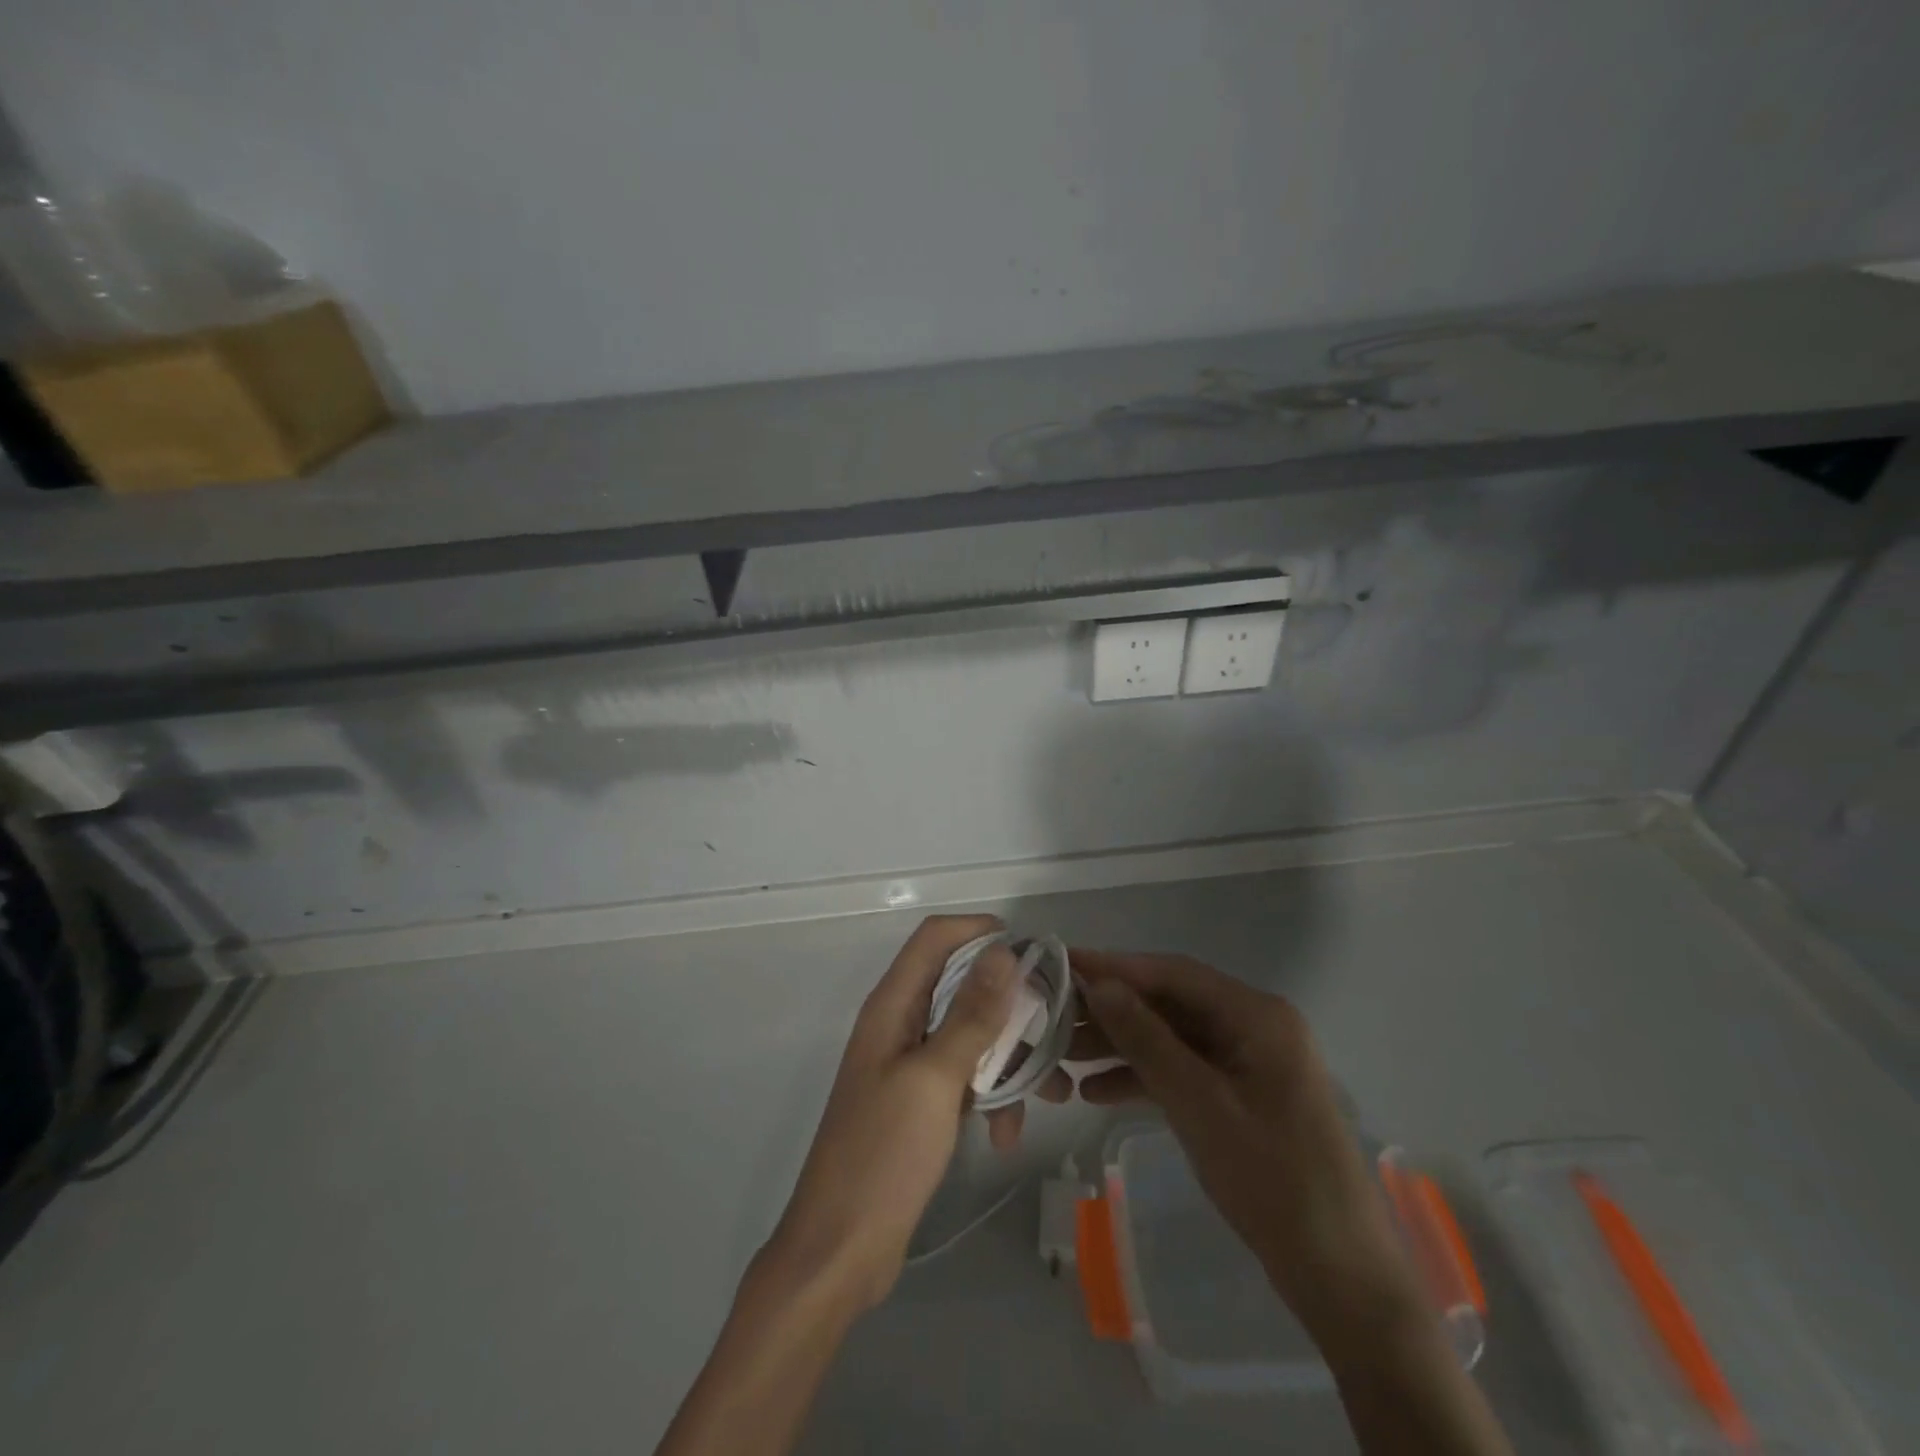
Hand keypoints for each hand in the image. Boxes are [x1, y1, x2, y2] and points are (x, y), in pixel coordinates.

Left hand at [759, 915, 1026, 1312]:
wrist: (839, 1252)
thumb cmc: (883, 1156)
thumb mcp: (935, 1080)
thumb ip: (971, 1015)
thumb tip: (1002, 951)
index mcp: (891, 1006)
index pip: (934, 938)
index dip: (979, 931)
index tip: (1030, 951)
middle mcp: (898, 1024)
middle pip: (959, 984)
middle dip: (1008, 1003)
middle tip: (1054, 1026)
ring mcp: (907, 1065)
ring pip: (968, 1034)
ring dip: (1007, 1057)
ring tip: (1051, 1093)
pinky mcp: (918, 1103)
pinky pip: (963, 1077)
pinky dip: (989, 1095)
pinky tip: (1007, 1134)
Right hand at [1069, 950, 1421, 1341]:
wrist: (1342, 1279)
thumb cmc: (1273, 1181)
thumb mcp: (1198, 1104)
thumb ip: (1146, 1040)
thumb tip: (1099, 986)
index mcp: (1257, 1015)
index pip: (1173, 973)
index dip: (1116, 967)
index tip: (1063, 965)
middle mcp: (1255, 1026)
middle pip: (1171, 1004)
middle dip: (1113, 1012)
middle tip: (1054, 1019)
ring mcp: (1249, 1063)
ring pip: (1173, 1038)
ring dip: (1122, 1047)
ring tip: (1064, 1059)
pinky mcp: (1242, 1097)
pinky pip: (1185, 1072)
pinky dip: (1145, 1078)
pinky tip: (1097, 1093)